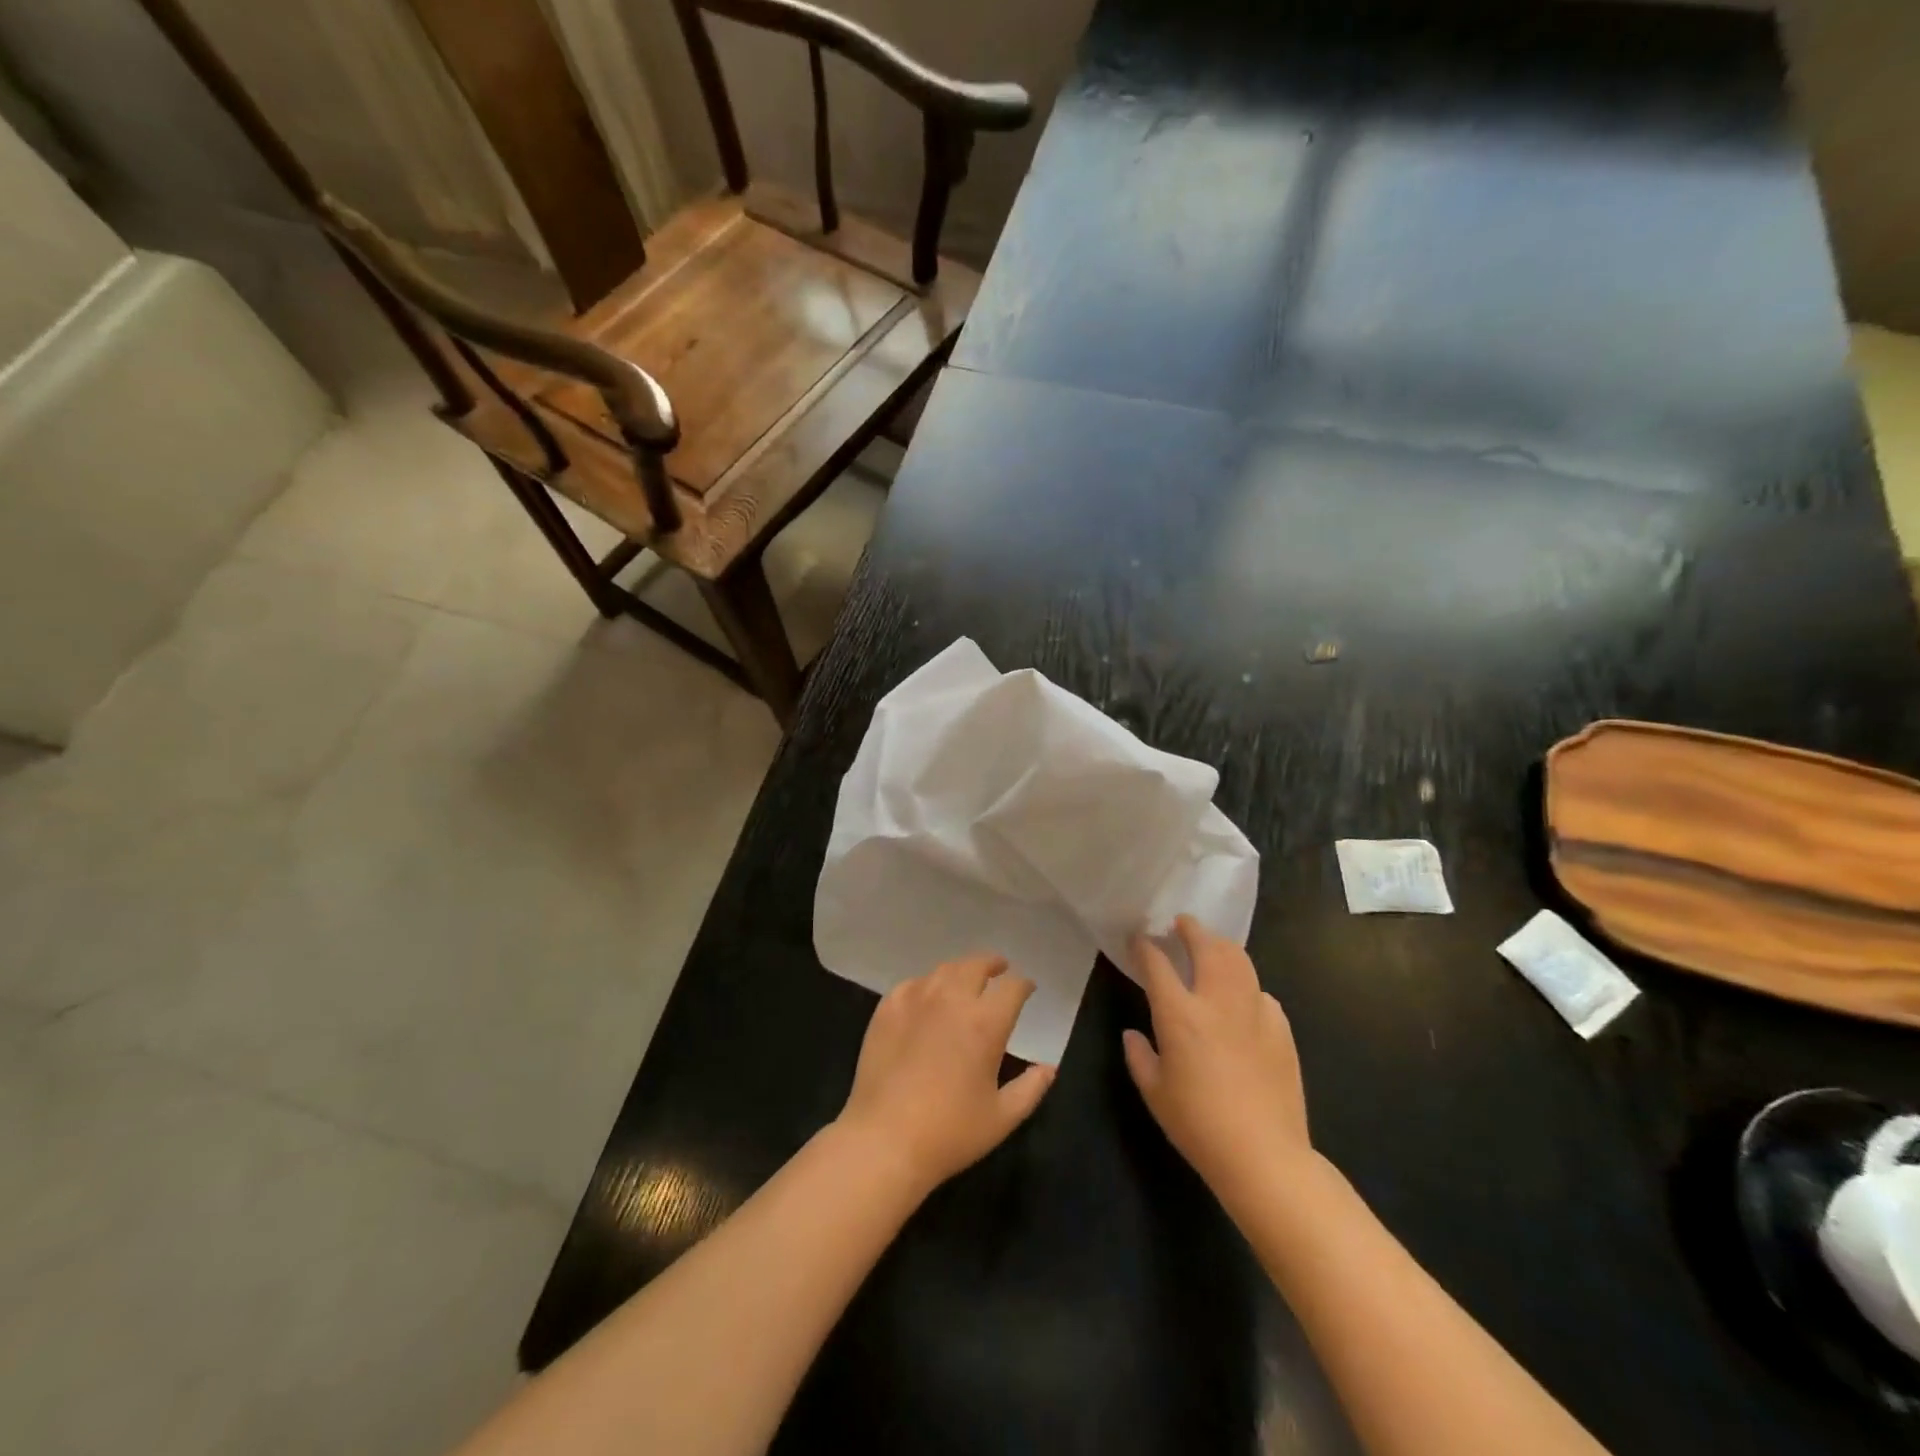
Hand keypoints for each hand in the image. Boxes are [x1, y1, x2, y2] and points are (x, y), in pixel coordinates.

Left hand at [835, 955, 1055, 1197]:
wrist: (884, 1140)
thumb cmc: (950, 1133)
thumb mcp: (1002, 1118)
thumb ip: (1031, 1088)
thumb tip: (1049, 1068)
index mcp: (985, 1023)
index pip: (1012, 988)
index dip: (1023, 985)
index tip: (1027, 989)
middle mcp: (952, 1000)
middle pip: (976, 965)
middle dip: (992, 964)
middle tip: (999, 968)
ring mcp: (916, 1000)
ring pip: (944, 970)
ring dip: (961, 970)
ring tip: (966, 979)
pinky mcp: (887, 1009)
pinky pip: (912, 984)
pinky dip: (927, 985)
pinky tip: (927, 996)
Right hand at [1123, 916, 1312, 1202]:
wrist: (1264, 1156)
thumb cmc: (1198, 1125)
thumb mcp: (1155, 1093)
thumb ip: (1139, 1056)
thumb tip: (1133, 1034)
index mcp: (1179, 1015)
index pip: (1157, 964)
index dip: (1145, 946)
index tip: (1139, 938)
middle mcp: (1217, 1002)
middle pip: (1206, 947)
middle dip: (1191, 929)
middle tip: (1181, 924)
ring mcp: (1254, 1012)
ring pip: (1239, 960)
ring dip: (1221, 946)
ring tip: (1212, 947)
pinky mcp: (1281, 1029)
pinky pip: (1261, 993)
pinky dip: (1247, 986)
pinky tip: (1243, 999)